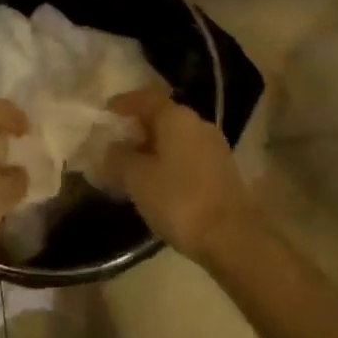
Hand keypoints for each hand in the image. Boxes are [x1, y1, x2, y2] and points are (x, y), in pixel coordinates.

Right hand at [102, 91, 257, 259]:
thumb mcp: (137, 179)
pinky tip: (159, 185)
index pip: (144, 98)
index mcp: (176, 116)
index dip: (122, 105)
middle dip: (136, 130)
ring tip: (133, 170)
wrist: (233, 238)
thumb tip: (111, 148)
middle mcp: (197, 123)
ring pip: (175, 138)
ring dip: (153, 149)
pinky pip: (188, 156)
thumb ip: (118, 157)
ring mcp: (214, 146)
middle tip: (115, 148)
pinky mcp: (223, 170)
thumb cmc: (179, 200)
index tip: (104, 118)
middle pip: (160, 117)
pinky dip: (170, 163)